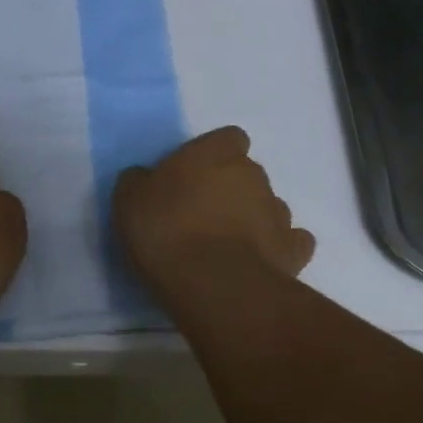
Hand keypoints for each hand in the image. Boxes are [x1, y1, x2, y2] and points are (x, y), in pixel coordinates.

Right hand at [113, 126, 314, 293]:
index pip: (228, 138)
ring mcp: (278, 212)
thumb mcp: (129, 199)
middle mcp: (253, 174)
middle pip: (247, 173)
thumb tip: (145, 177)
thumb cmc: (166, 229)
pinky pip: (291, 241)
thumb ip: (140, 180)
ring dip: (252, 218)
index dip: (213, 155)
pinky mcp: (293, 251)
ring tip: (226, 245)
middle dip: (230, 188)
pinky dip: (277, 248)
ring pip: (268, 206)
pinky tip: (259, 261)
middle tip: (202, 214)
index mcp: (215, 152)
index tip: (193, 176)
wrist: (212, 284)